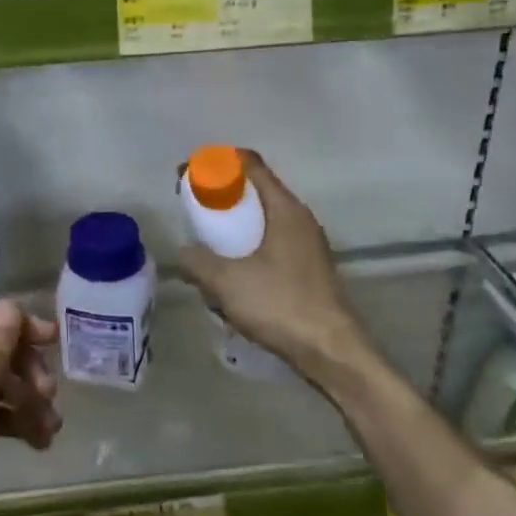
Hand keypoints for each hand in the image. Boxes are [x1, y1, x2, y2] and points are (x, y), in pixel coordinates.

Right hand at [178, 152, 370, 393]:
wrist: (331, 352)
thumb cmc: (281, 305)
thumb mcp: (227, 281)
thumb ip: (198, 261)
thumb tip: (183, 253)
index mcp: (285, 209)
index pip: (251, 165)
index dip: (217, 163)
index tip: (190, 174)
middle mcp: (300, 220)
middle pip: (255, 193)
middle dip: (221, 200)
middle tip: (193, 213)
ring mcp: (307, 246)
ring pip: (262, 224)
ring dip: (233, 231)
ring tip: (207, 252)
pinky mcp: (307, 271)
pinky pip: (270, 248)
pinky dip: (247, 254)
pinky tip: (231, 282)